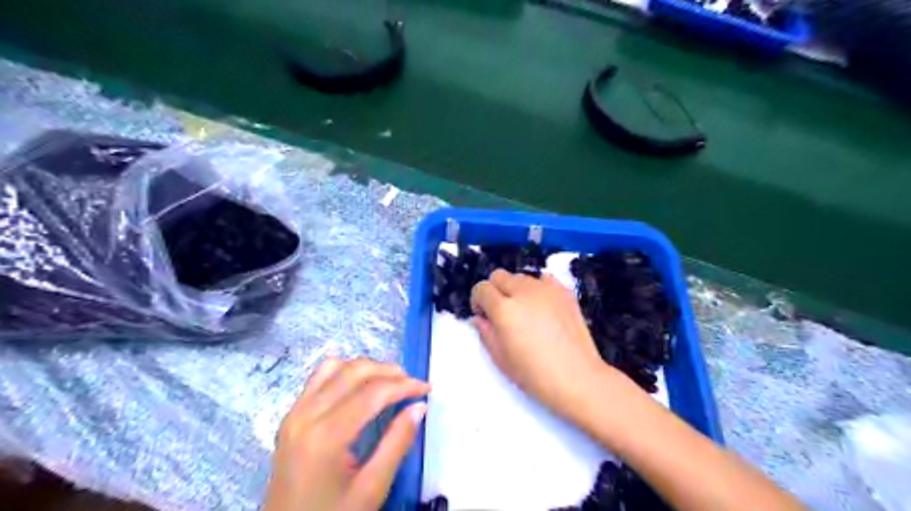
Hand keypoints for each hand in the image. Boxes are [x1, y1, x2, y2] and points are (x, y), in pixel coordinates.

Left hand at [263, 358, 431, 509]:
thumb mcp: (371, 488)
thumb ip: (397, 443)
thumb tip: (419, 407)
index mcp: (326, 435)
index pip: (373, 392)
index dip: (404, 385)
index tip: (427, 388)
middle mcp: (307, 414)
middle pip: (354, 371)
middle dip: (389, 371)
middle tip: (412, 384)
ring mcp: (295, 412)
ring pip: (335, 366)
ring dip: (366, 367)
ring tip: (389, 381)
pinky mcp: (291, 415)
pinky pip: (318, 377)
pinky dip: (343, 371)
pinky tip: (358, 384)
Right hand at [474, 269, 615, 415]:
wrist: (577, 378)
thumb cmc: (534, 374)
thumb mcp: (501, 359)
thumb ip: (486, 333)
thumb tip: (478, 318)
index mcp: (504, 309)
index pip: (482, 288)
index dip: (478, 301)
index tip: (484, 316)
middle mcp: (523, 292)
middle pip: (499, 275)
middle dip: (495, 290)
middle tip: (502, 312)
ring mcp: (546, 289)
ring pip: (521, 276)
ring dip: (516, 289)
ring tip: (525, 311)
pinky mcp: (564, 292)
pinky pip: (544, 279)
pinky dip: (538, 288)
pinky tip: (543, 306)